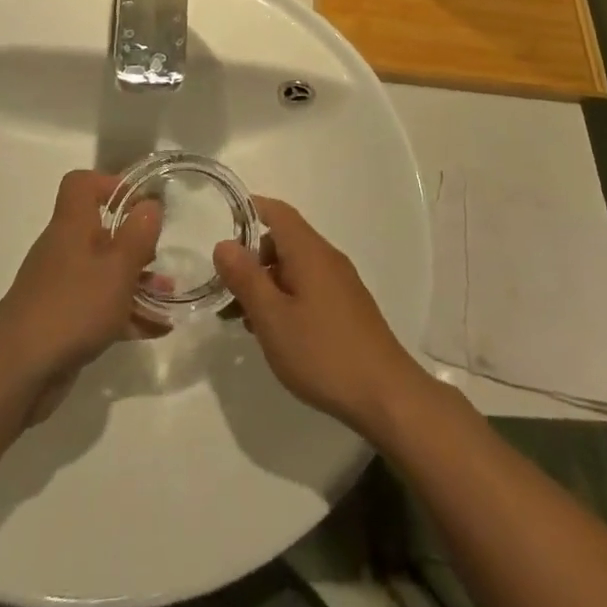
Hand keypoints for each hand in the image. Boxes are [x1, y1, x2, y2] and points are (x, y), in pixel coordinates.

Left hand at [0, 171, 162, 410]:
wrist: (16, 373)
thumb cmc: (72, 308)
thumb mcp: (117, 268)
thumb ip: (138, 234)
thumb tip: (151, 203)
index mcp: (72, 226)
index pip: (81, 184)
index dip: (111, 185)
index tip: (141, 204)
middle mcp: (63, 249)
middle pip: (100, 230)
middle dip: (134, 242)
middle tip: (160, 257)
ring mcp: (60, 286)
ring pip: (103, 271)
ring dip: (135, 280)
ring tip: (167, 296)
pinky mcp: (62, 320)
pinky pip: (99, 306)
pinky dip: (125, 313)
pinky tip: (155, 329)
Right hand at [213, 198, 427, 437]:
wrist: (386, 394)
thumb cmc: (322, 352)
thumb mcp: (272, 317)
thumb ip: (246, 278)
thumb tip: (224, 243)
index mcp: (309, 251)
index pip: (276, 212)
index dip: (248, 211)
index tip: (220, 227)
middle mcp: (327, 258)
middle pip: (283, 240)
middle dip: (251, 258)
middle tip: (225, 290)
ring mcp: (340, 283)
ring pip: (294, 267)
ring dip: (266, 284)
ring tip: (243, 320)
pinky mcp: (347, 307)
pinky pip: (308, 287)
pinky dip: (285, 298)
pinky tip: (275, 333)